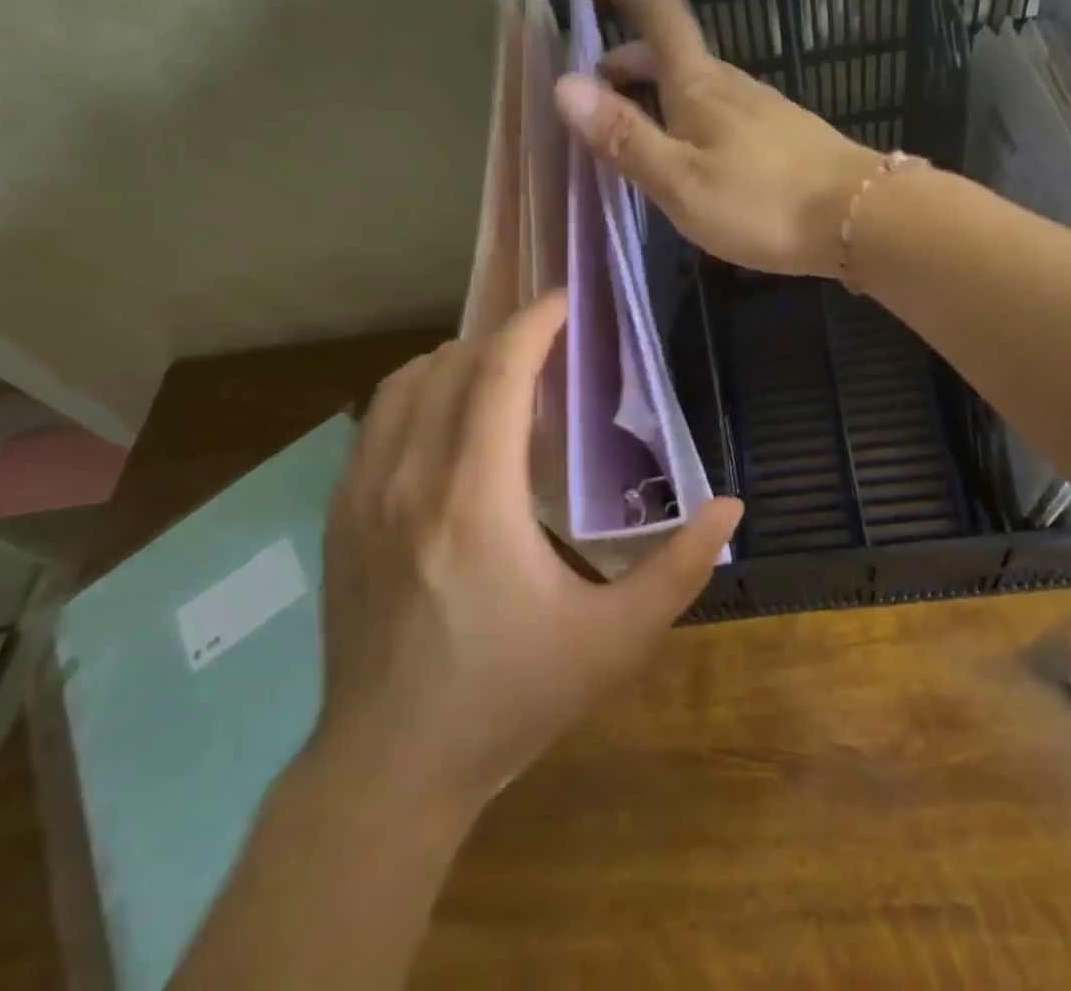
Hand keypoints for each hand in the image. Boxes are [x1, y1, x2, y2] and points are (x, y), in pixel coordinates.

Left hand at [314, 292, 741, 809]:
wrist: (389, 768)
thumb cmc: (507, 697)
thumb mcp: (613, 643)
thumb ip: (679, 570)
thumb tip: (730, 506)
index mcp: (473, 498)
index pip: (496, 371)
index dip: (534, 322)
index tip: (567, 302)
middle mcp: (408, 478)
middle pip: (449, 364)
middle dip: (501, 338)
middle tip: (548, 350)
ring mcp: (363, 495)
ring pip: (403, 384)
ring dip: (456, 362)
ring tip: (499, 379)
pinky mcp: (339, 516)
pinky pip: (373, 421)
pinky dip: (414, 395)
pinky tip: (445, 424)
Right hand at [553, 0, 881, 276]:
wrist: (862, 218)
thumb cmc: (762, 202)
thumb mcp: (679, 180)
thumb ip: (625, 136)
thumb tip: (565, 85)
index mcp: (699, 85)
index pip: (658, 13)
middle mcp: (731, 84)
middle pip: (673, 51)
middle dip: (629, 58)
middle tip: (597, 89)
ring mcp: (762, 107)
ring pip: (698, 82)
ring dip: (658, 90)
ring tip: (635, 129)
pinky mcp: (782, 134)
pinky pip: (721, 109)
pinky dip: (688, 115)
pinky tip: (690, 154)